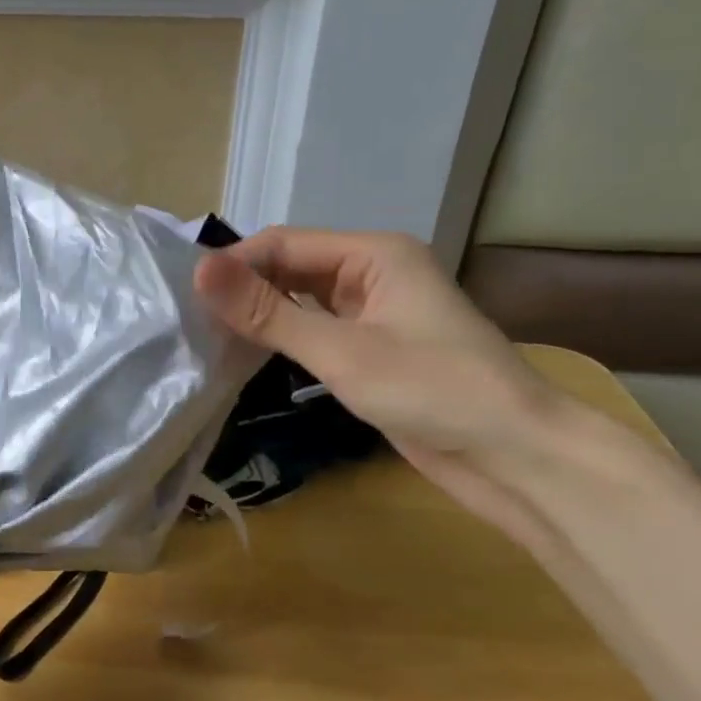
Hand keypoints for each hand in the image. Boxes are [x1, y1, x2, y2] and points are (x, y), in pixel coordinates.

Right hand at [195, 229, 564, 547]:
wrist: (514, 457)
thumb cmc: (432, 391)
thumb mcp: (341, 351)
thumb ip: (268, 313)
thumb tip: (199, 271)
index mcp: (373, 254)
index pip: (284, 243)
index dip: (234, 264)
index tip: (185, 296)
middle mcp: (372, 274)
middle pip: (291, 269)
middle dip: (245, 290)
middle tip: (189, 320)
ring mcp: (374, 314)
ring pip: (301, 301)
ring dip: (261, 316)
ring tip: (206, 337)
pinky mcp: (373, 351)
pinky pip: (316, 332)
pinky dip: (283, 340)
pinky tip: (248, 357)